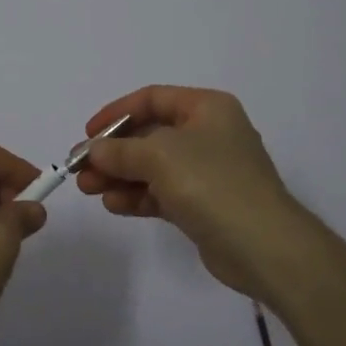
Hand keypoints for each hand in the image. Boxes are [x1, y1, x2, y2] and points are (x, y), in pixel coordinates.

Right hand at [75, 86, 322, 303]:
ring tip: (88, 189)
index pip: (152, 99)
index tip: (87, 134)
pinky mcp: (203, 204)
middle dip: (113, 151)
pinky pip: (162, 192)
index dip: (116, 113)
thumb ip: (120, 150)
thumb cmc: (213, 183)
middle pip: (149, 135)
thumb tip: (92, 151)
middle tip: (80, 169)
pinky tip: (113, 204)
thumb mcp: (160, 156)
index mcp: (207, 108)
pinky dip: (138, 196)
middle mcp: (208, 134)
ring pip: (153, 166)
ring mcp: (208, 171)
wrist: (264, 247)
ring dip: (120, 176)